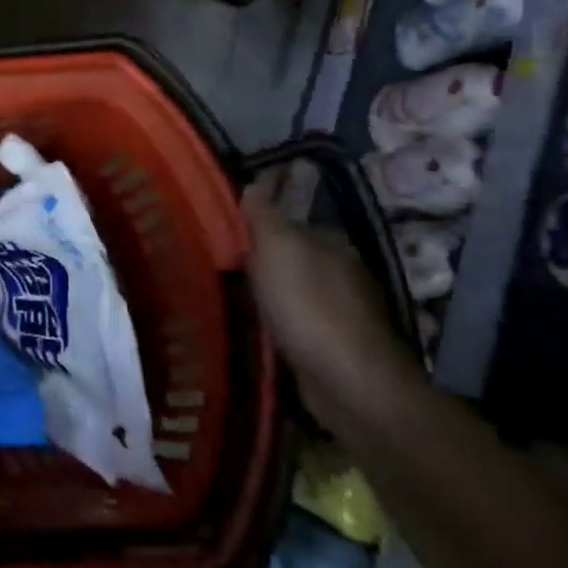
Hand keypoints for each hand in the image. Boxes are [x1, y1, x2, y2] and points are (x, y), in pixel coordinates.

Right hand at [241, 179, 422, 434]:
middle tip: (218, 266)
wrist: (349, 383)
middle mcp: (342, 273)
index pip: (285, 224)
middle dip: (260, 260)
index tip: (221, 234)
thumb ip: (264, 215)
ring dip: (268, 294)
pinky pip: (297, 323)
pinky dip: (279, 322)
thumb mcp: (277, 248)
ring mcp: (343, 312)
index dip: (253, 227)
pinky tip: (258, 329)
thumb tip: (253, 184)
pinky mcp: (336, 347)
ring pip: (293, 291)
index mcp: (331, 244)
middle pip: (290, 257)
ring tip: (230, 297)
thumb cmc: (308, 305)